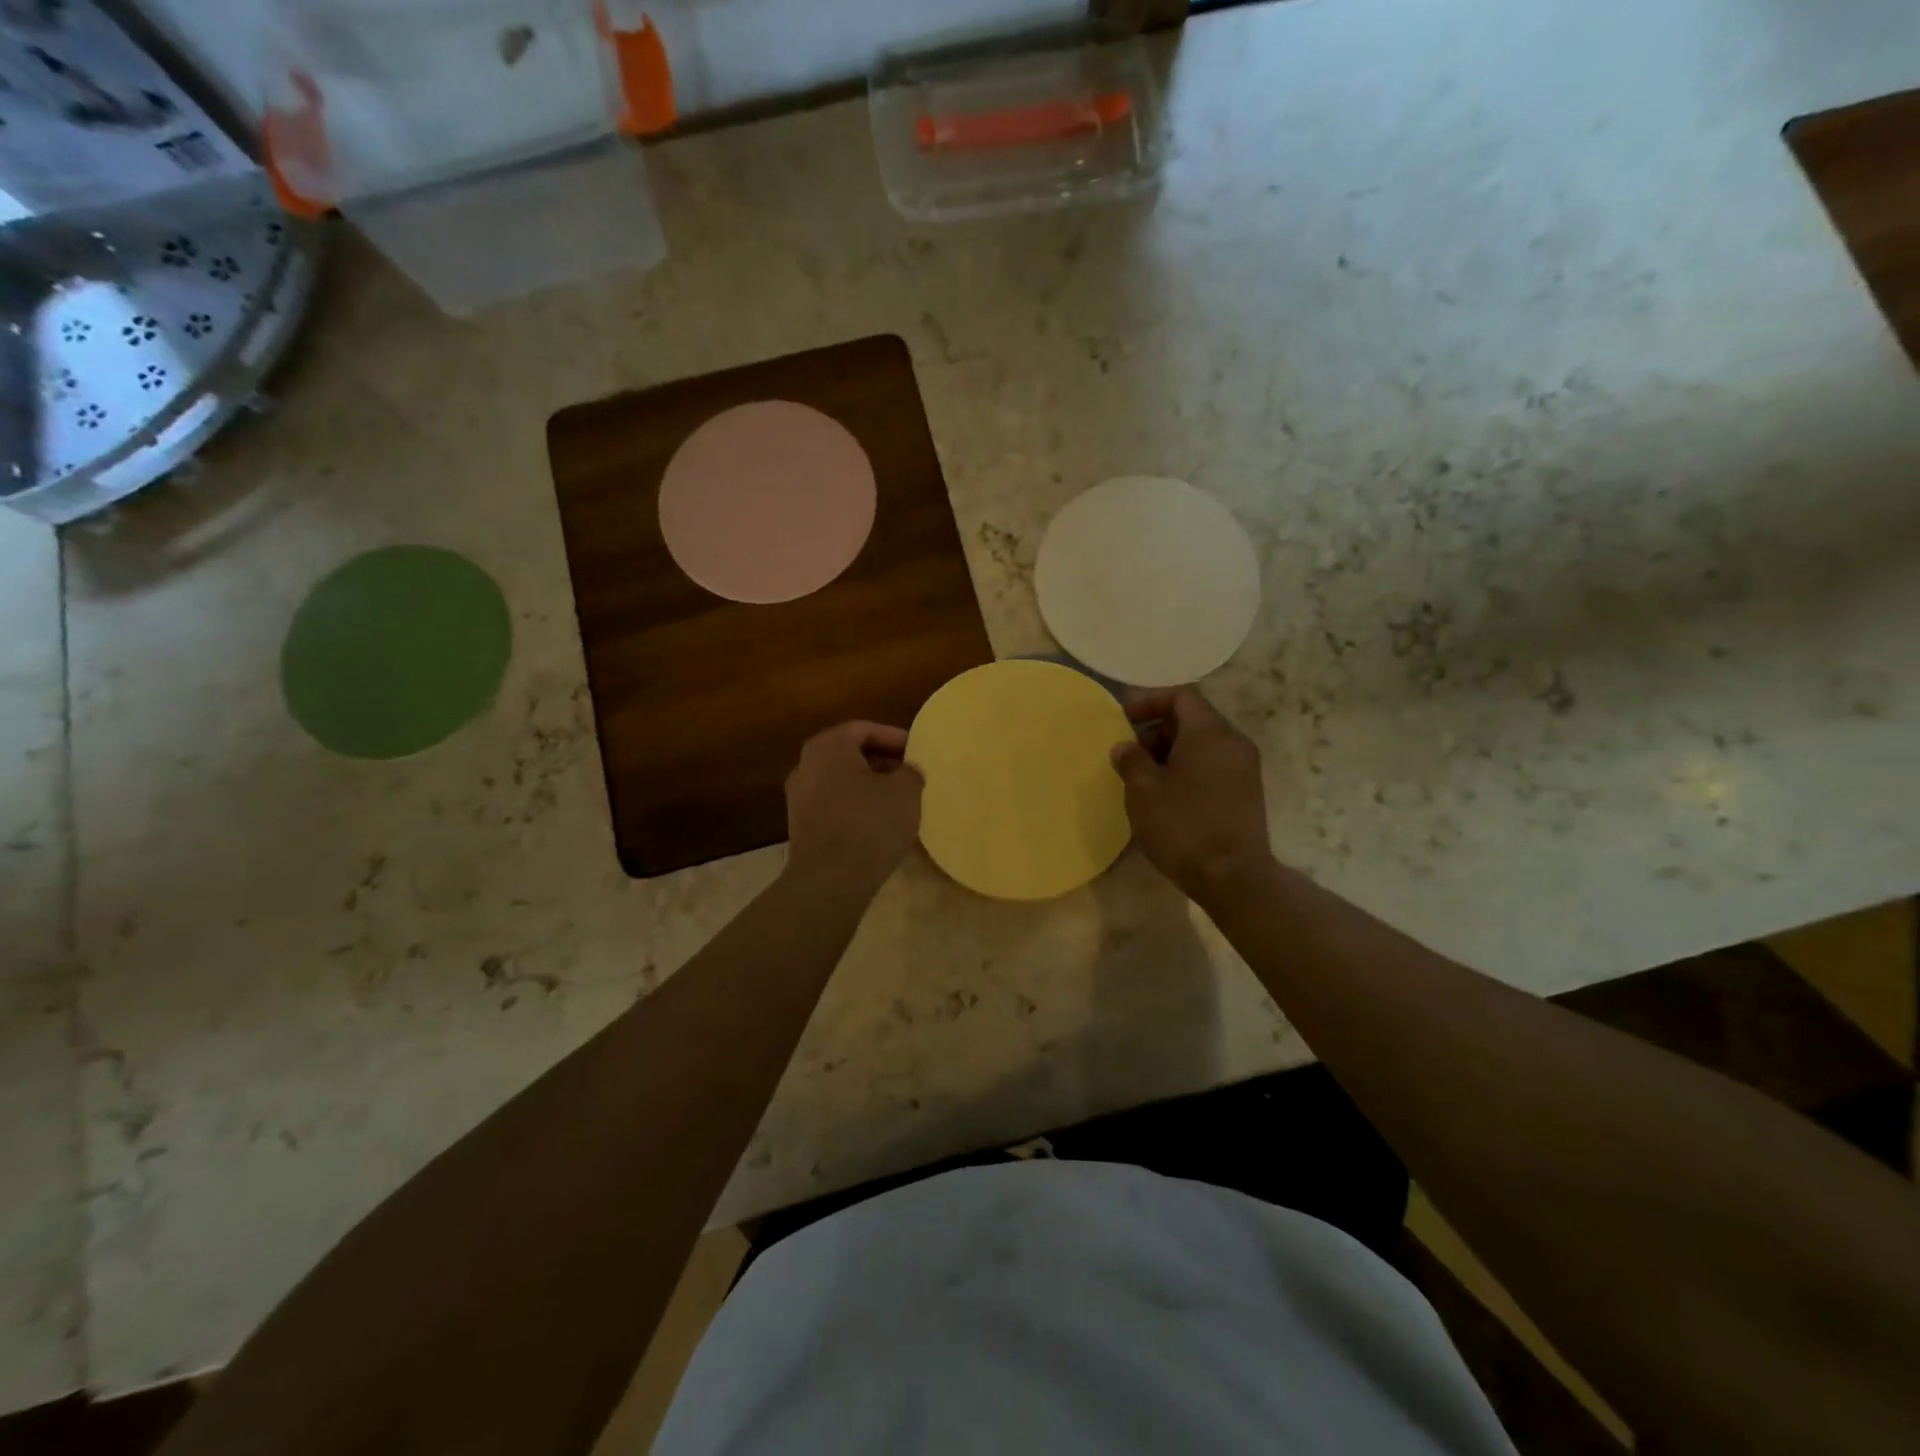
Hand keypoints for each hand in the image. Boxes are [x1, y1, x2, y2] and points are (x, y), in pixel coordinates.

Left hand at [784, 721, 923, 897]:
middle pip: (849, 754)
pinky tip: (879, 824)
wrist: (829, 881)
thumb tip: (907, 771)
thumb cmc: (869, 824)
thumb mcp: (905, 792)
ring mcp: (799, 798)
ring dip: (869, 787)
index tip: (917, 751)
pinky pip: (835, 806)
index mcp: (828, 746)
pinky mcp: (802, 827)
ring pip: (841, 782)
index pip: (864, 729)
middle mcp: (806, 765)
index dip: (894, 737)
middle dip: (882, 762)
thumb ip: (910, 772)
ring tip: (899, 800)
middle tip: (910, 774)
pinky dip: (856, 808)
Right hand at [1111, 687, 1272, 903]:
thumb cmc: (1183, 825)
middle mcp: (1233, 742)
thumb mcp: (1143, 791)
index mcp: (1210, 732)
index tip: (1124, 719)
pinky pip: (1214, 765)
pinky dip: (1189, 769)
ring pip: (1203, 744)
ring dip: (1172, 753)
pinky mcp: (1247, 793)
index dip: (1149, 701)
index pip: (1181, 696)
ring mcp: (1245, 768)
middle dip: (1158, 730)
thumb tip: (1125, 748)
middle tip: (1132, 756)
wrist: (1233, 876)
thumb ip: (1131, 761)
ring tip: (1146, 780)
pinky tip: (1169, 797)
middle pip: (1193, 719)